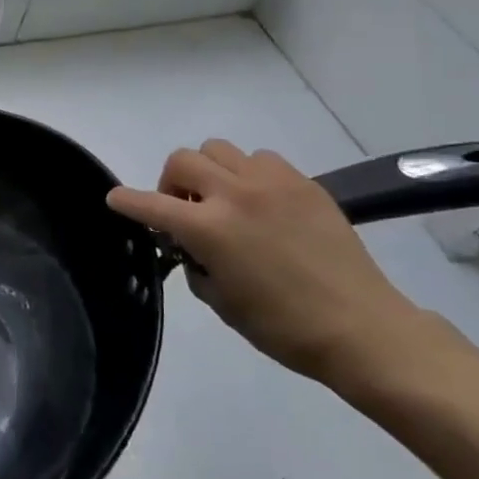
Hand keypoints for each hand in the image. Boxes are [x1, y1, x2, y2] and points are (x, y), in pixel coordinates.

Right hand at [108, 140, 430, 387]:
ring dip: (211, 173)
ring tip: (226, 202)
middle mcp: (235, 195)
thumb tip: (189, 245)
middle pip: (183, 159)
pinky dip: (248, 175)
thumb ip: (195, 264)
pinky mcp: (303, 183)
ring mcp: (272, 183)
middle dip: (172, 182)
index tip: (115, 200)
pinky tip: (262, 203)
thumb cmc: (283, 327)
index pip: (151, 205)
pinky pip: (261, 160)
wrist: (362, 328)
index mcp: (209, 229)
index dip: (127, 202)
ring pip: (220, 151)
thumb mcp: (221, 302)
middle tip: (185, 210)